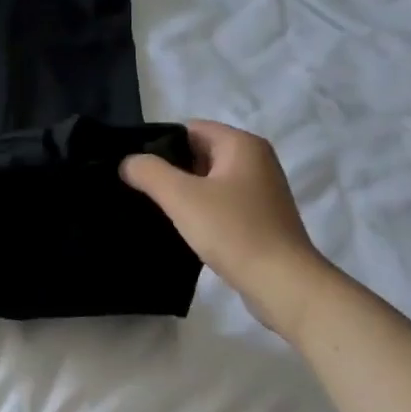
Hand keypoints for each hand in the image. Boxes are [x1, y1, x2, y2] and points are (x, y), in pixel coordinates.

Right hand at [121, 121, 327, 317]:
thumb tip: (128, 161)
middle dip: (171, 169)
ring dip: (185, 192)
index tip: (135, 167)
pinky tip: (185, 229)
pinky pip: (222, 203)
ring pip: (210, 180)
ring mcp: (262, 190)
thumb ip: (149, 173)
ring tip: (156, 210)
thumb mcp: (181, 197)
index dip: (159, 144)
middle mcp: (256, 160)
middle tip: (140, 190)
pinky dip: (202, 210)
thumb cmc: (233, 231)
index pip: (190, 128)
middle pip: (200, 153)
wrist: (282, 282)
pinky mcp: (261, 217)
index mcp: (242, 144)